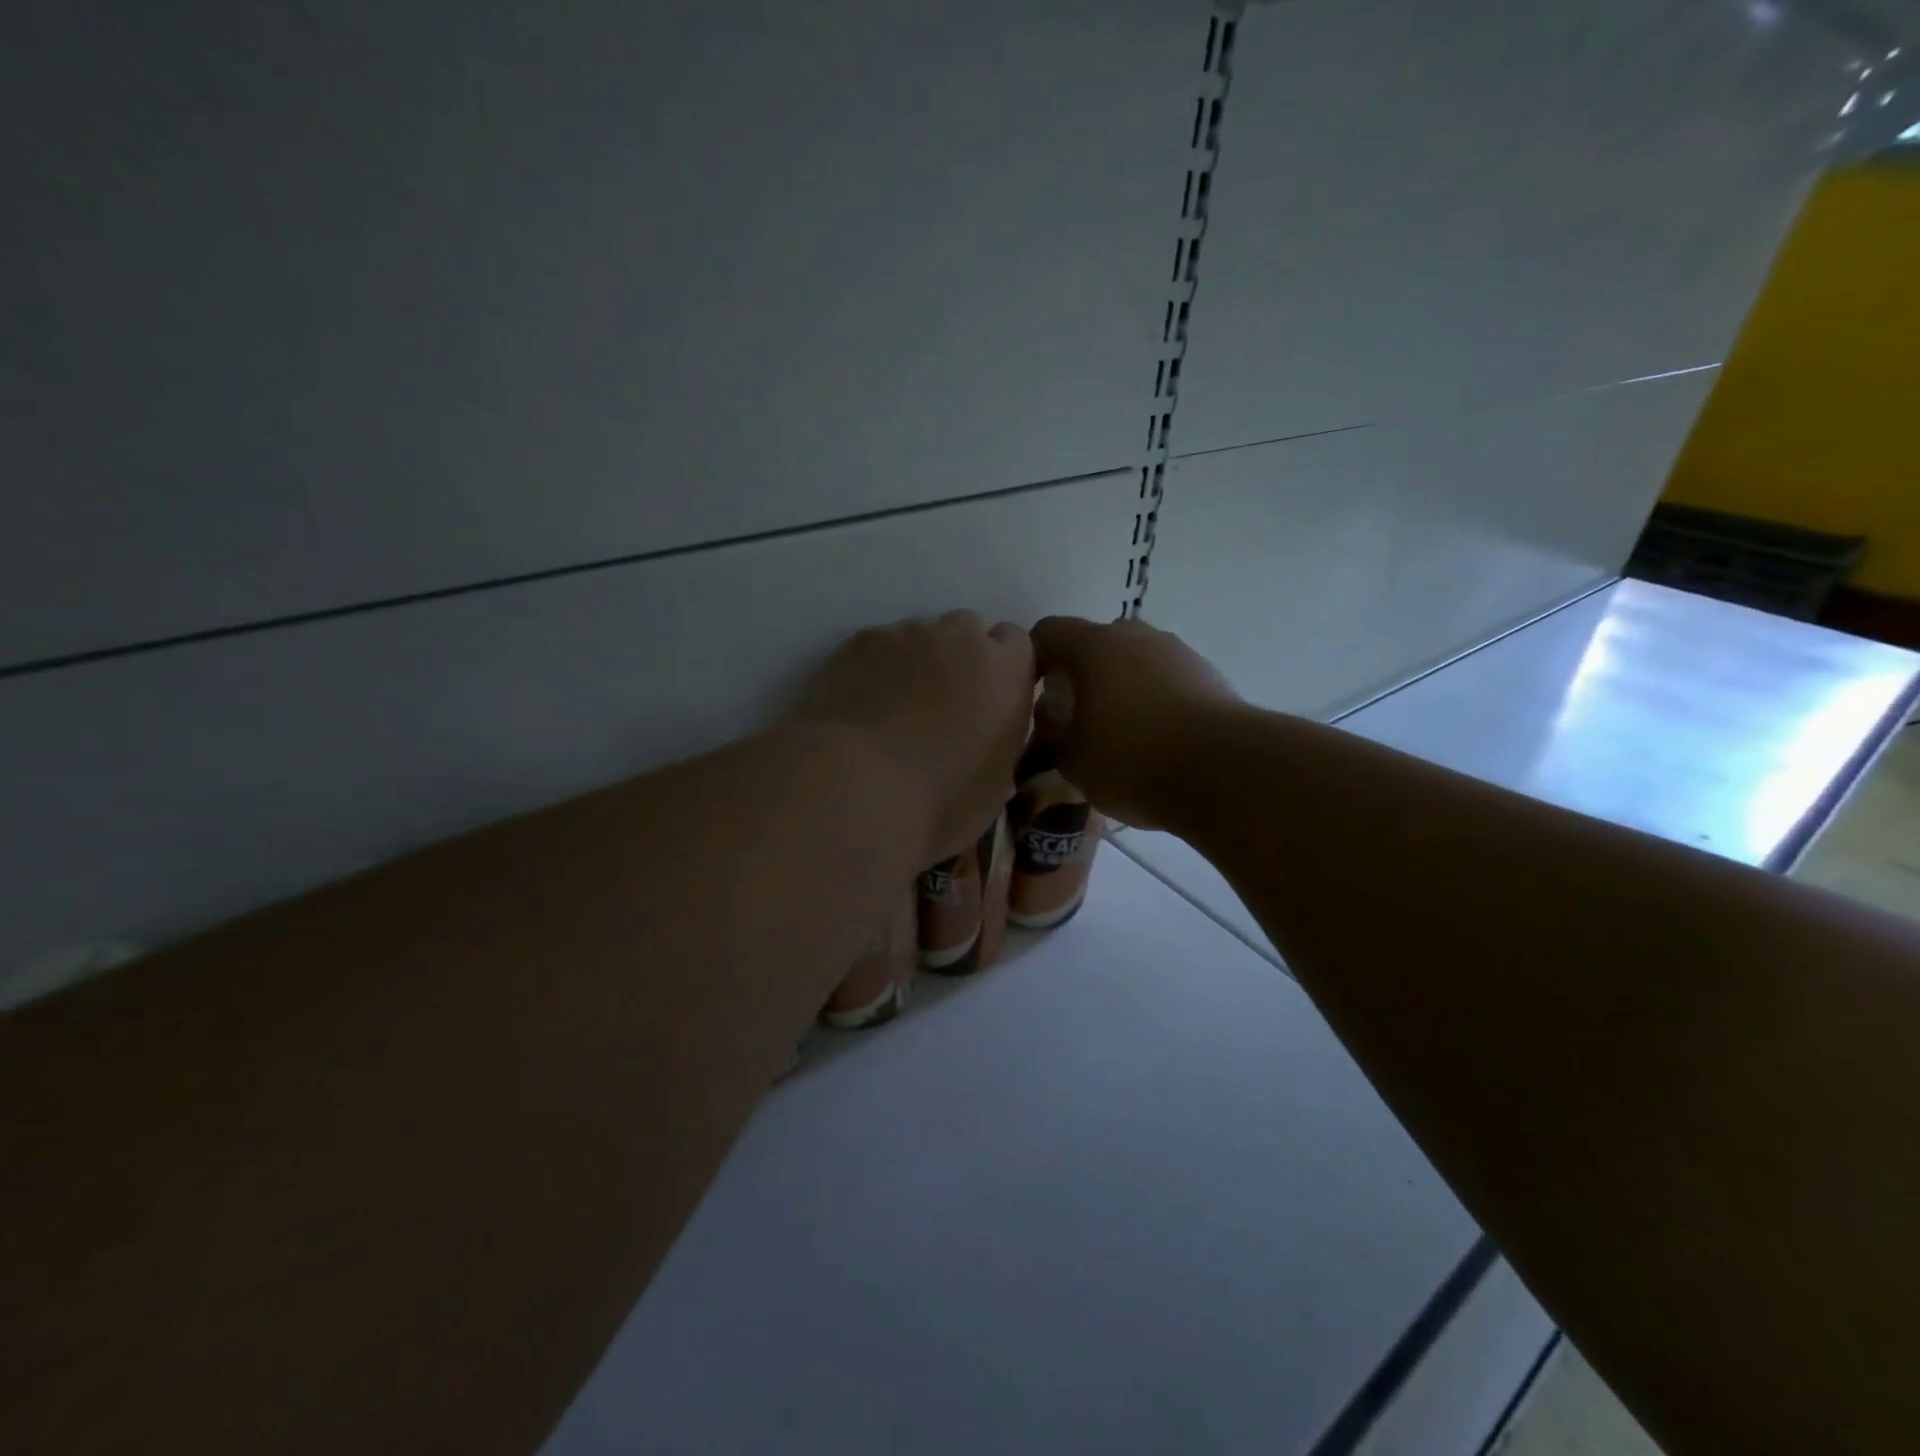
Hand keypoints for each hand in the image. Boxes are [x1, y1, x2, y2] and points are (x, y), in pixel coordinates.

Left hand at [791, 612, 1035, 863]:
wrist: (857, 786)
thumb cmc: (940, 800)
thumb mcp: (993, 789)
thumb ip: (999, 751)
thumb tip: (987, 751)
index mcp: (1006, 671)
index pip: (1017, 642)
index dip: (1002, 668)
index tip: (989, 700)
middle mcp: (960, 638)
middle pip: (968, 630)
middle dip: (960, 658)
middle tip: (943, 704)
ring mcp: (906, 633)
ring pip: (920, 636)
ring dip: (916, 662)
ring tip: (894, 709)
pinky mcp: (859, 642)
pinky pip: (877, 646)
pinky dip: (875, 668)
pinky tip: (861, 706)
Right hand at [1029, 616, 1240, 829]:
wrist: (1224, 771)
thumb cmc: (1133, 760)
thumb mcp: (1074, 761)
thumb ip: (1055, 737)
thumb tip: (1058, 725)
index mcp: (1094, 646)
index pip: (1048, 632)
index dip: (1033, 660)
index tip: (1031, 696)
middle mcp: (1136, 636)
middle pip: (1094, 645)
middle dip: (1079, 676)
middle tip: (1073, 717)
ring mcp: (1177, 652)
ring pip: (1133, 661)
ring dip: (1119, 687)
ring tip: (1117, 733)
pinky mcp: (1208, 675)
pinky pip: (1165, 680)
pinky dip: (1152, 700)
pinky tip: (1154, 740)